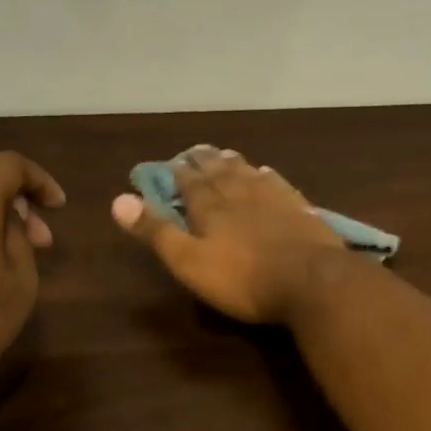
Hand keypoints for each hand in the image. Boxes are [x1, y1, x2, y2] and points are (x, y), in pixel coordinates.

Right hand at [111, 146, 347, 322]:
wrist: (311, 280)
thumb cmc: (243, 279)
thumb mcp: (189, 262)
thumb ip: (157, 232)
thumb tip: (119, 199)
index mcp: (210, 207)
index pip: (189, 182)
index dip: (178, 173)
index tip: (170, 162)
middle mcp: (240, 193)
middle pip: (219, 172)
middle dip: (204, 161)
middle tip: (195, 150)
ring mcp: (273, 198)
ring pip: (248, 173)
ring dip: (233, 163)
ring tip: (224, 154)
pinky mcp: (300, 209)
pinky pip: (278, 183)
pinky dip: (267, 175)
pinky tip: (266, 172)